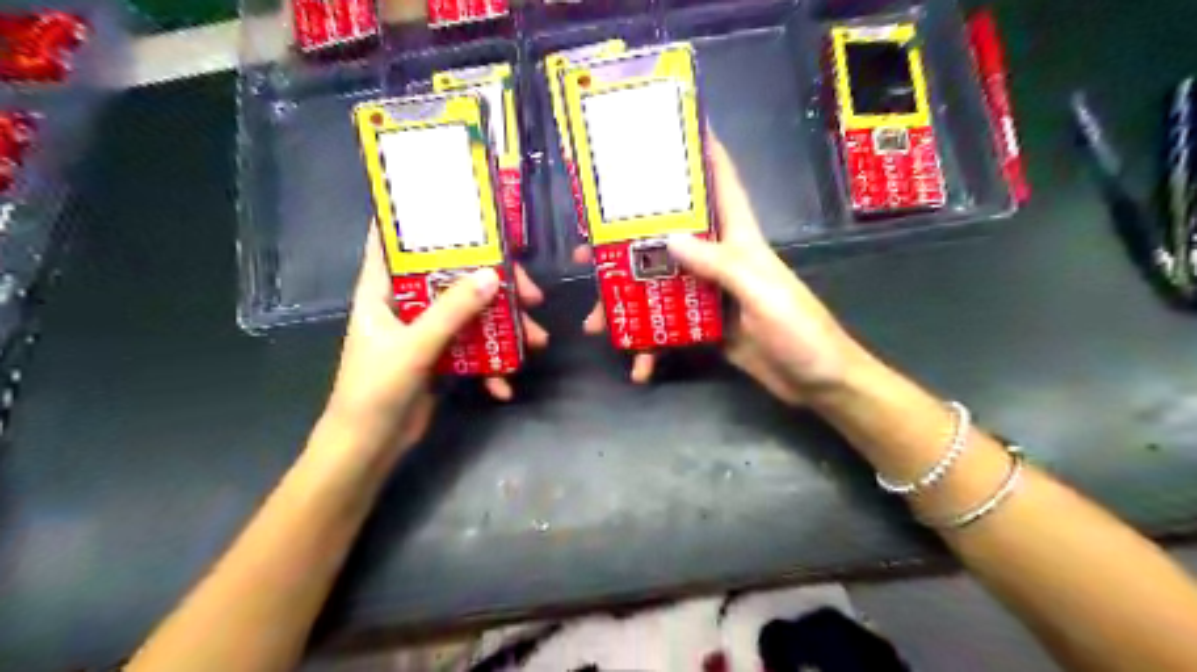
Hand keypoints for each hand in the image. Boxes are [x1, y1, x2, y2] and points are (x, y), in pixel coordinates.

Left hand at [321, 228, 547, 453]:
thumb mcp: (414, 347)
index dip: (422, 220)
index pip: (395, 240)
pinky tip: (504, 384)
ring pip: (471, 313)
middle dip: (495, 285)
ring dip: (505, 326)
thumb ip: (452, 311)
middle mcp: (406, 304)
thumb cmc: (375, 390)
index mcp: (383, 290)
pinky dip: (491, 363)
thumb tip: (492, 276)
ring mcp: (425, 331)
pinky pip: (473, 347)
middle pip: (453, 278)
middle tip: (531, 294)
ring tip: (537, 341)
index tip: (463, 209)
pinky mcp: (440, 357)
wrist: (368, 447)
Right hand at [580, 139, 861, 403]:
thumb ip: (719, 265)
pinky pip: (669, 328)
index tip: (669, 127)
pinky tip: (638, 365)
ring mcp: (709, 295)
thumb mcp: (762, 293)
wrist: (818, 382)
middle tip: (588, 253)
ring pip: (659, 287)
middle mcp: (720, 260)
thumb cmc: (800, 330)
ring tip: (595, 322)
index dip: (702, 151)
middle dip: (627, 242)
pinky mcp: (706, 326)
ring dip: (627, 303)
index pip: (722, 183)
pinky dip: (652, 346)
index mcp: (740, 240)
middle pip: (668, 239)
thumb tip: (667, 239)